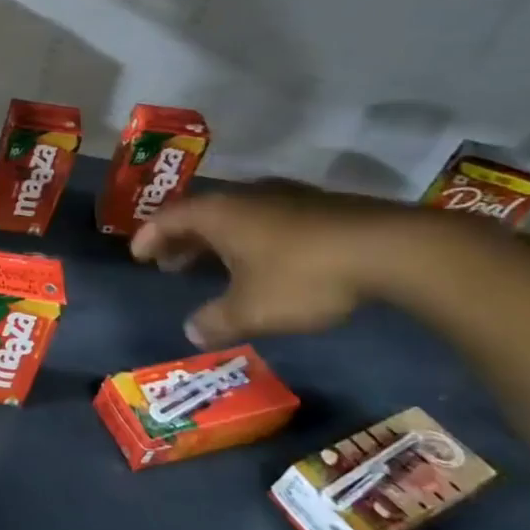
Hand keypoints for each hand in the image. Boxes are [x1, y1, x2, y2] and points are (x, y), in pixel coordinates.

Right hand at [131, 185, 422, 346]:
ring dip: (216, 239)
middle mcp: (244, 197)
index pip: (167, 219)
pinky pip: (266, 218)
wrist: (391, 249)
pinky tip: (262, 260)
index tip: (138, 256)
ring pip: (235, 215)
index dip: (148, 238)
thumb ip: (217, 321)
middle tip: (170, 263)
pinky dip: (249, 237)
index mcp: (217, 214)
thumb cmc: (302, 276)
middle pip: (199, 214)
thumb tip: (192, 332)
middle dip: (181, 240)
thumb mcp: (252, 309)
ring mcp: (284, 197)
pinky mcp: (319, 206)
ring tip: (213, 263)